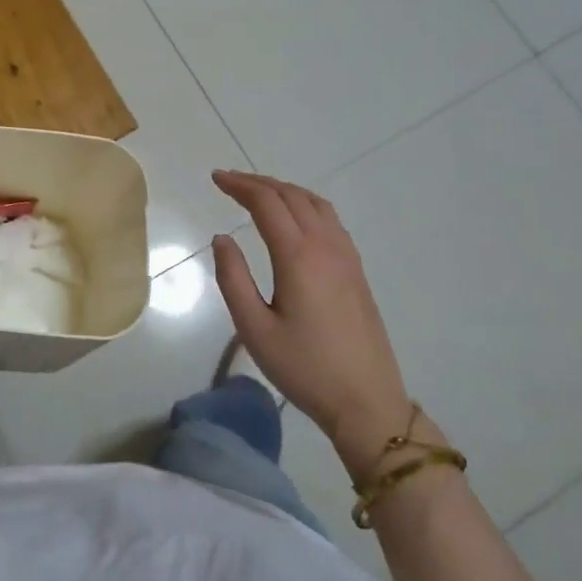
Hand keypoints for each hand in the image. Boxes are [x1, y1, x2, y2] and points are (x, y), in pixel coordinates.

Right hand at [210, 171, 412, 456]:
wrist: (366, 401)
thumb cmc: (304, 368)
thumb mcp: (254, 328)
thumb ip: (233, 278)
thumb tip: (222, 238)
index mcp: (298, 256)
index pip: (267, 203)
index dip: (239, 186)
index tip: (215, 179)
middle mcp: (326, 246)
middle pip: (292, 196)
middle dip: (258, 182)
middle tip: (229, 182)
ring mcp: (347, 257)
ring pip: (315, 204)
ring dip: (284, 190)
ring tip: (258, 193)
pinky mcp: (357, 271)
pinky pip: (330, 220)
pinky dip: (305, 204)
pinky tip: (295, 218)